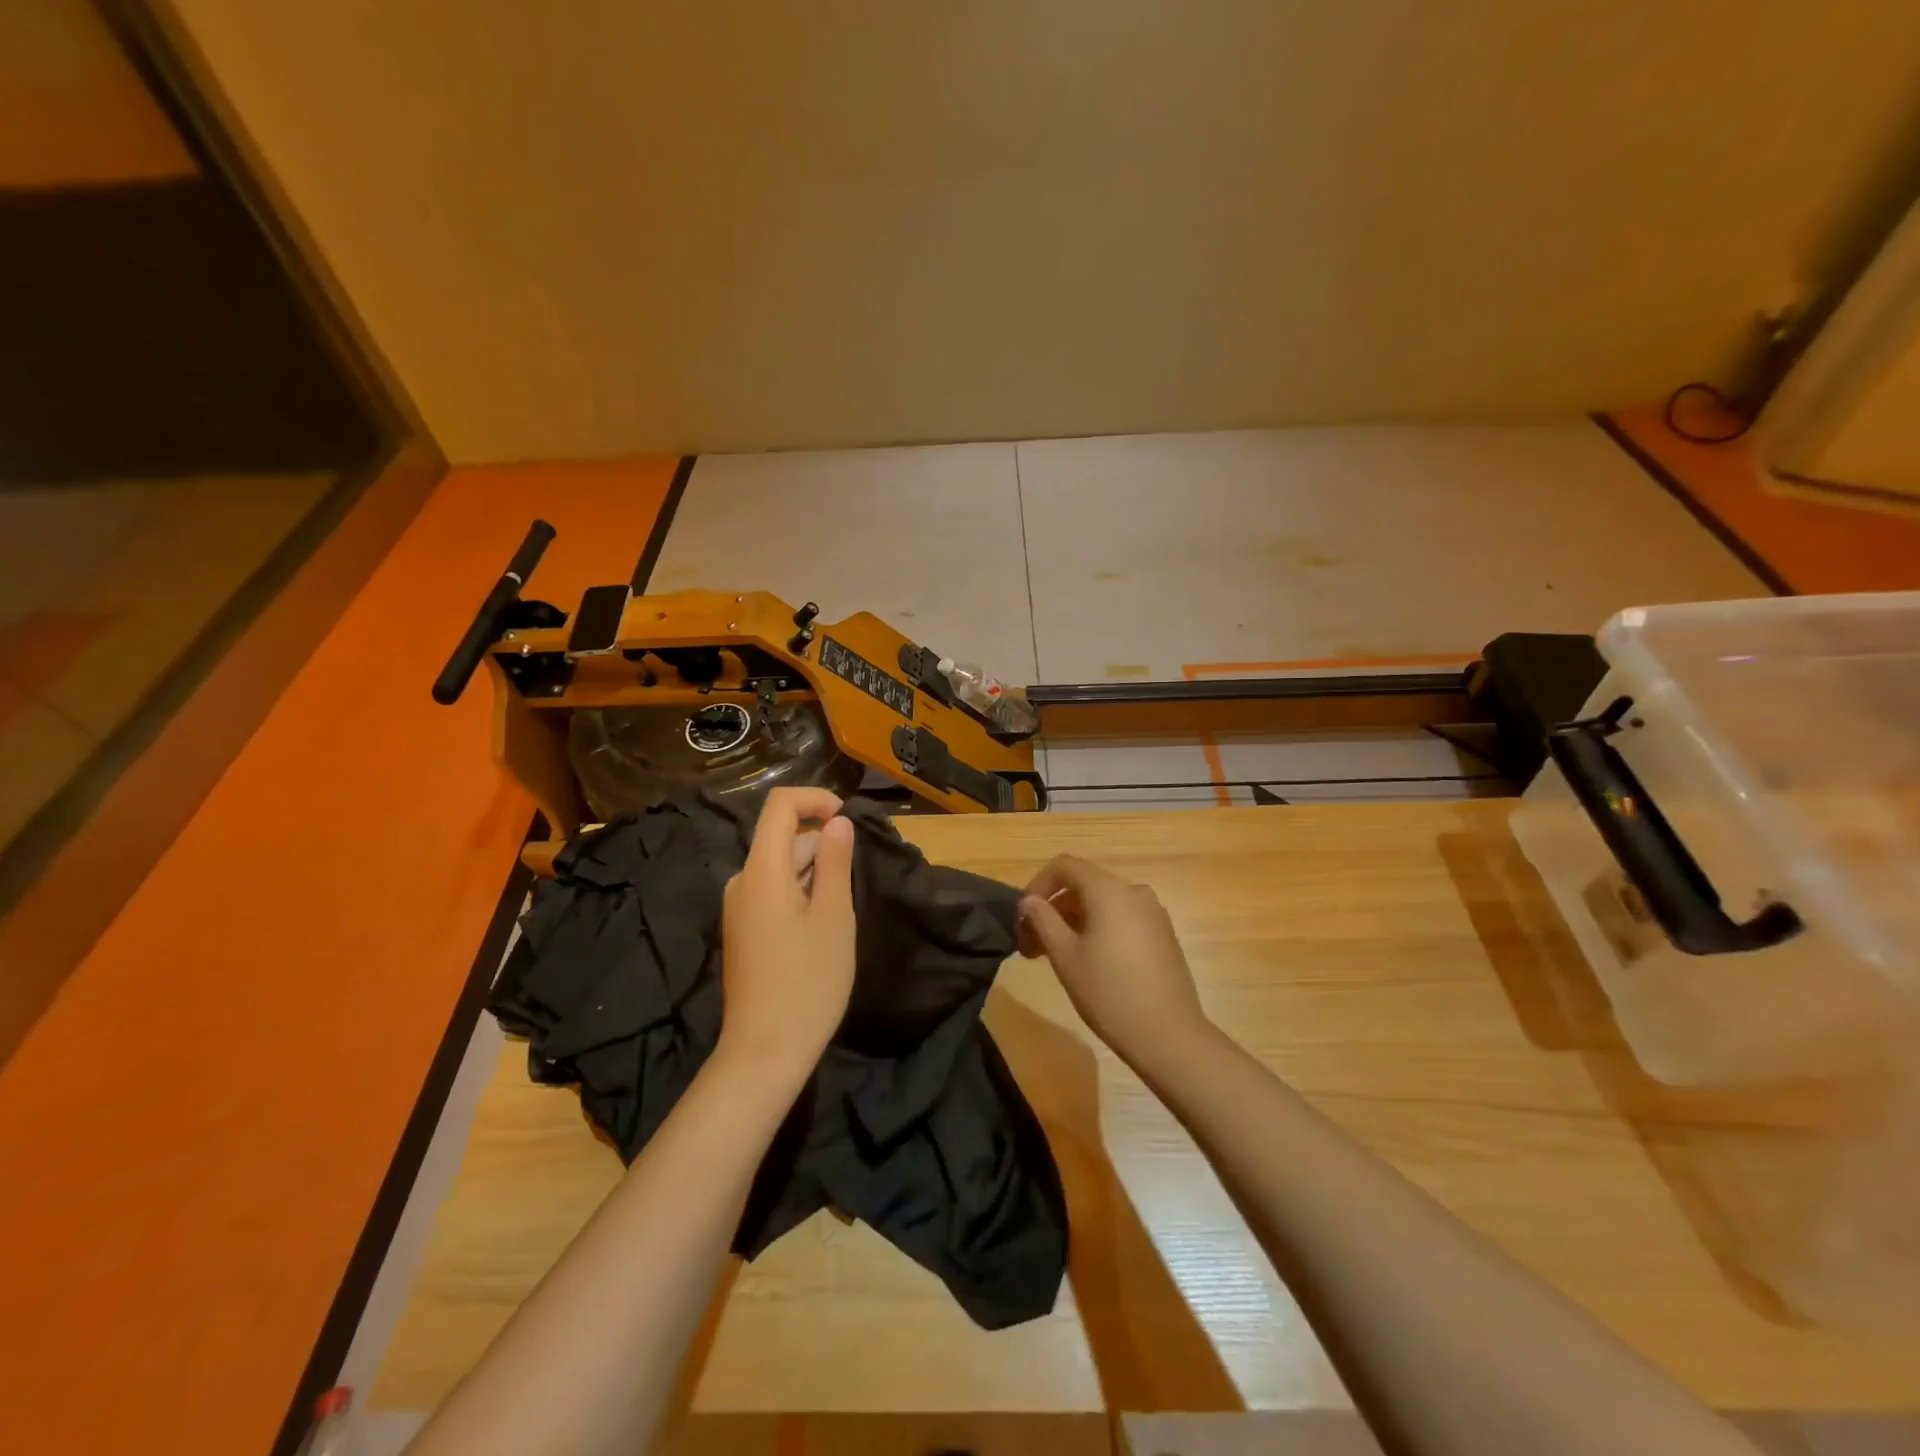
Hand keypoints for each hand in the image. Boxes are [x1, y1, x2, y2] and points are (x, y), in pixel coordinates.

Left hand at [718, 787, 856, 1085]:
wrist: (764, 1052)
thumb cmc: (808, 981)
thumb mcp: (834, 916)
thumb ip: (835, 861)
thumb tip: (838, 822)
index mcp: (762, 870)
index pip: (779, 806)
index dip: (815, 800)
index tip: (848, 820)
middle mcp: (742, 881)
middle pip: (781, 837)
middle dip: (822, 841)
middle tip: (857, 875)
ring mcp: (739, 907)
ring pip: (780, 866)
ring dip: (815, 870)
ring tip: (844, 905)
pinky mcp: (743, 930)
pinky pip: (772, 891)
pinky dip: (800, 890)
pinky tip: (823, 923)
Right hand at [1019, 855, 1210, 1070]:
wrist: (1169, 1036)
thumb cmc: (1109, 992)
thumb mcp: (1065, 956)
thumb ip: (1043, 920)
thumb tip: (1030, 901)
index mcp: (1109, 890)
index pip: (1064, 866)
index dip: (1038, 885)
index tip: (1023, 917)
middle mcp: (1134, 892)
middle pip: (1083, 885)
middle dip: (1054, 910)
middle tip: (1031, 946)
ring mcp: (1153, 914)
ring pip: (1103, 904)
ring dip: (1074, 922)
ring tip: (1055, 957)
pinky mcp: (1163, 936)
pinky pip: (1122, 919)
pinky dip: (1099, 930)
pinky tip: (1089, 963)